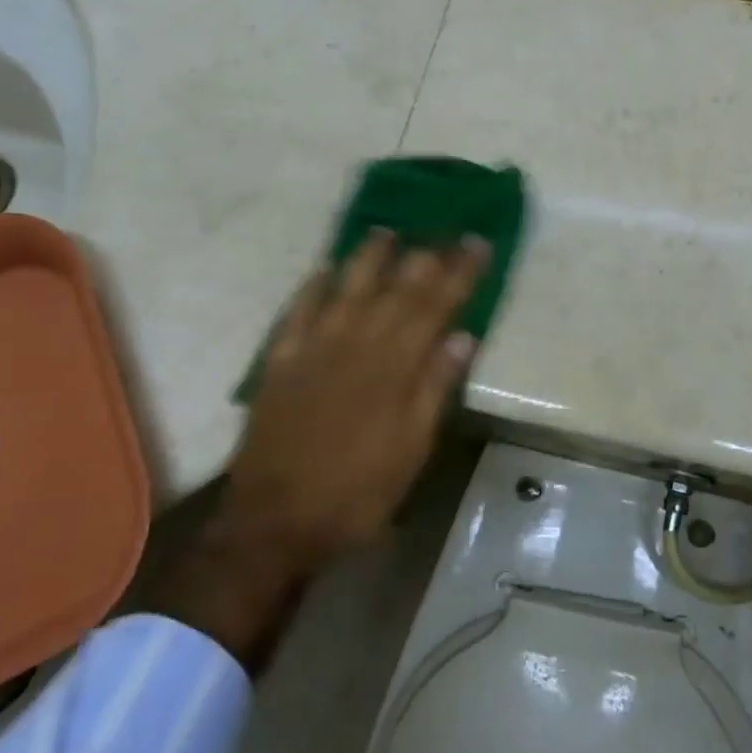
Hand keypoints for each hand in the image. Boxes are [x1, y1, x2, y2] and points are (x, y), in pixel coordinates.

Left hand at [148, 231, 487, 668]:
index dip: (458, 273)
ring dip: (367, 258)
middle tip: (444, 232)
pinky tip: (322, 270)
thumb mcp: (411, 450)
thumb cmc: (356, 492)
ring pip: (345, 288)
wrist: (274, 520)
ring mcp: (313, 349)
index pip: (434, 306)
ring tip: (386, 232)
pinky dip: (311, 287)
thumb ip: (434, 389)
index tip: (477, 244)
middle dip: (424, 257)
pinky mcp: (280, 362)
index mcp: (392, 367)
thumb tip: (462, 337)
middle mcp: (354, 345)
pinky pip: (296, 312)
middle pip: (395, 289)